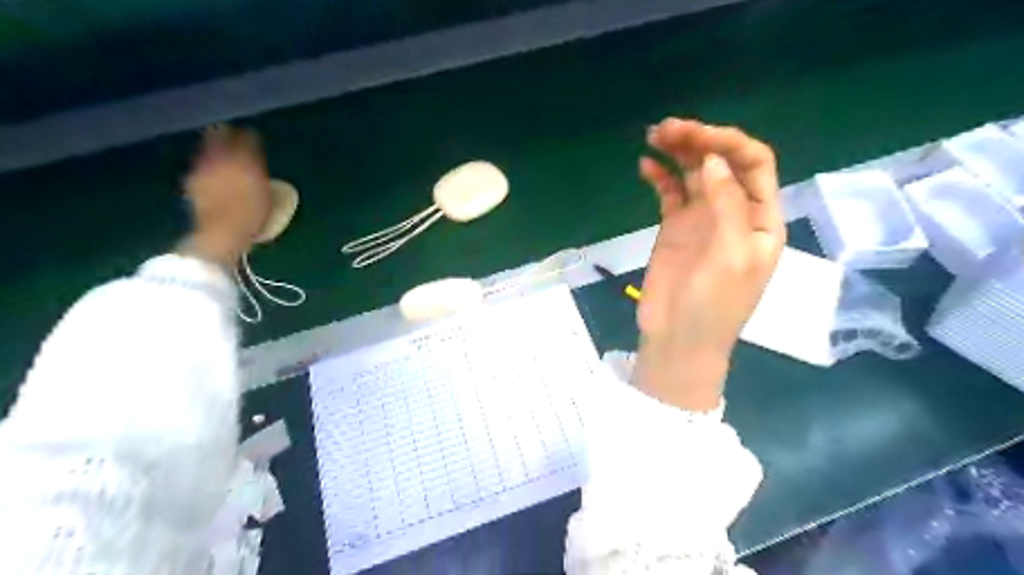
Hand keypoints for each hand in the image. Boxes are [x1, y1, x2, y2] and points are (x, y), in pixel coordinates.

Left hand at [183, 123, 271, 266]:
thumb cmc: (252, 219)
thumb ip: (262, 180)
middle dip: (224, 134)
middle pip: (222, 141)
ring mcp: (204, 171)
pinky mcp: (192, 182)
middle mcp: (223, 162)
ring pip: (207, 151)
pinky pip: (198, 166)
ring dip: (209, 145)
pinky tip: (205, 165)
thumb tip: (258, 170)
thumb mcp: (267, 199)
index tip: (252, 134)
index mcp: (246, 164)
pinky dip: (203, 163)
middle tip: (225, 127)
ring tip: (212, 141)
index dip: (250, 137)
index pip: (248, 143)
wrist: (221, 233)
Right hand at [633, 120, 786, 410]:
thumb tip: (712, 161)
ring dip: (678, 152)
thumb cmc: (714, 305)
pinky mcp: (675, 228)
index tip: (698, 137)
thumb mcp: (731, 257)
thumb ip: (727, 206)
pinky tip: (645, 166)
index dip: (729, 144)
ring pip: (694, 173)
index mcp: (761, 219)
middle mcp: (735, 212)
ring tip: (653, 137)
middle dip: (699, 141)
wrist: (679, 340)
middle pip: (722, 163)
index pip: (754, 164)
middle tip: (666, 129)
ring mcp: (702, 219)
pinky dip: (660, 176)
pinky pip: (670, 193)